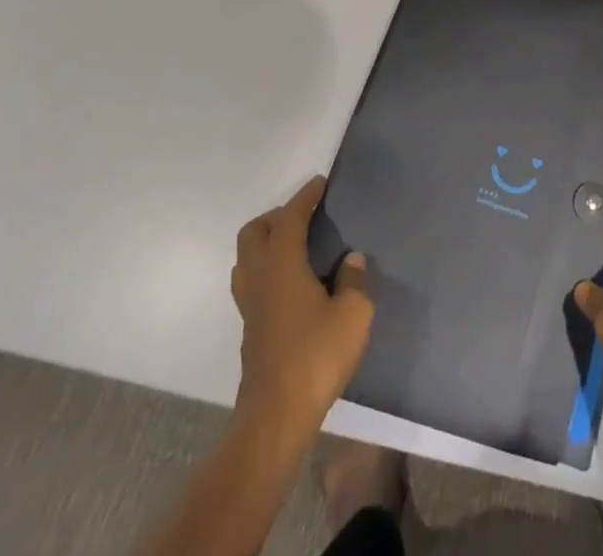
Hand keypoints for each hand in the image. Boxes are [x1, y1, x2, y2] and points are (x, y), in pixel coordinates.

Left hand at [231, 176, 372, 433]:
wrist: (275, 418)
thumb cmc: (316, 357)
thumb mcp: (354, 314)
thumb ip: (355, 279)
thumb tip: (351, 259)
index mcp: (282, 266)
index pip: (289, 218)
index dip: (304, 197)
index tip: (320, 183)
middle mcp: (259, 278)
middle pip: (254, 233)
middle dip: (277, 216)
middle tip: (306, 216)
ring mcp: (250, 306)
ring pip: (247, 259)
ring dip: (267, 243)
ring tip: (297, 245)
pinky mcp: (251, 329)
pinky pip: (253, 281)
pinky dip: (268, 268)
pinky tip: (293, 282)